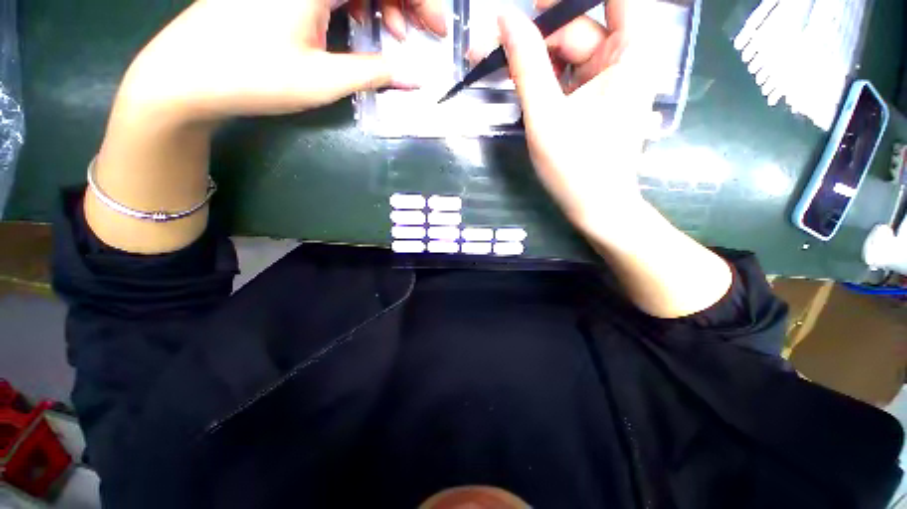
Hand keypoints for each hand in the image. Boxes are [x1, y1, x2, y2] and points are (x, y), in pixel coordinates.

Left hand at [117, 0, 438, 124]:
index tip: (437, 27)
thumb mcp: (323, 80)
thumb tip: (413, 77)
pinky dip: (354, 3)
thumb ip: (373, 73)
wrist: (186, 77)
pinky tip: (359, 24)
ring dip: (380, 1)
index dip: (418, 0)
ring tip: (392, 35)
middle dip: (403, 0)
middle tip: (420, 32)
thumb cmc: (254, 77)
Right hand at [498, 0, 658, 237]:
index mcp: (629, 53)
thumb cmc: (575, 167)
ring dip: (532, 56)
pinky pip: (565, 74)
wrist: (594, 207)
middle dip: (536, 33)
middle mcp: (623, 58)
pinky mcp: (592, 98)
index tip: (532, 5)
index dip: (567, 0)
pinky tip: (516, 81)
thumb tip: (504, 18)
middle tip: (491, 43)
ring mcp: (606, 79)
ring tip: (495, 63)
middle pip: (578, 26)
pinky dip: (541, 75)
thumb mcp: (546, 116)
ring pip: (567, 51)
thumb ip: (527, 65)